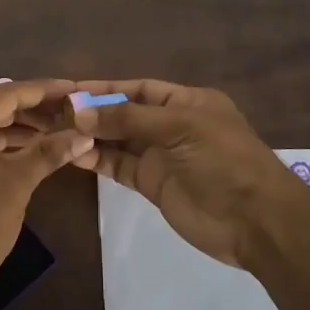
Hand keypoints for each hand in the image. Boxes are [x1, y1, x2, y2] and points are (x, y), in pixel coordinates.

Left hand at [0, 79, 93, 307]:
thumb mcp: (18, 182)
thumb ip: (50, 151)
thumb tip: (85, 134)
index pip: (4, 93)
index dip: (42, 90)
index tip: (73, 89)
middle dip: (30, 106)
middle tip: (66, 109)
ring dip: (15, 125)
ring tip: (54, 128)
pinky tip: (27, 147)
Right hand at [66, 79, 307, 267]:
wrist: (255, 221)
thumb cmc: (223, 161)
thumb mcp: (180, 127)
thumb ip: (129, 119)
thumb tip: (80, 112)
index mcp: (187, 102)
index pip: (139, 88)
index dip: (107, 88)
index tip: (71, 89)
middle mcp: (172, 125)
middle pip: (126, 113)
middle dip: (94, 112)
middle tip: (54, 112)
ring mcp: (162, 156)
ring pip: (119, 140)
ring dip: (91, 135)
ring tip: (56, 132)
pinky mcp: (153, 184)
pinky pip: (120, 166)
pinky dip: (97, 159)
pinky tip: (72, 153)